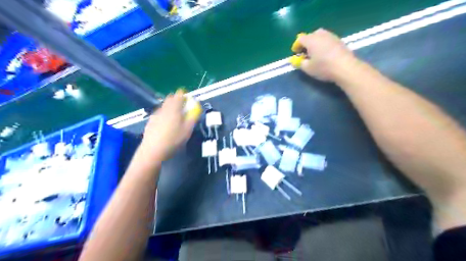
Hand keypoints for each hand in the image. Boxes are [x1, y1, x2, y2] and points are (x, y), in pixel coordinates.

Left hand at [137, 90, 195, 160]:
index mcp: (174, 109)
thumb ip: (192, 118)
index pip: (179, 95)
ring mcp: (155, 114)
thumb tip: (196, 110)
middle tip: (183, 109)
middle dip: (177, 101)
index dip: (184, 96)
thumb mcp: (187, 130)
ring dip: (170, 108)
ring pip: (164, 106)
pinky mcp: (150, 121)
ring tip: (175, 118)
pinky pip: (159, 114)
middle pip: (170, 99)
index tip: (188, 101)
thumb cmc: (173, 140)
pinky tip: (166, 125)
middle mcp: (163, 109)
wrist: (153, 150)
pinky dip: (164, 115)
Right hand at [297, 28, 357, 80]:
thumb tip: (296, 60)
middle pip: (311, 35)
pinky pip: (328, 40)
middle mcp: (321, 35)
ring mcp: (332, 36)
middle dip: (307, 42)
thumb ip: (300, 63)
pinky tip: (325, 54)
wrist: (345, 67)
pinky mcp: (340, 41)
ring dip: (316, 43)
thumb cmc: (323, 68)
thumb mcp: (308, 68)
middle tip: (305, 52)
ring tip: (315, 53)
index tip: (295, 53)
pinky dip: (324, 44)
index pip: (300, 39)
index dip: (296, 46)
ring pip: (321, 36)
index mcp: (311, 40)